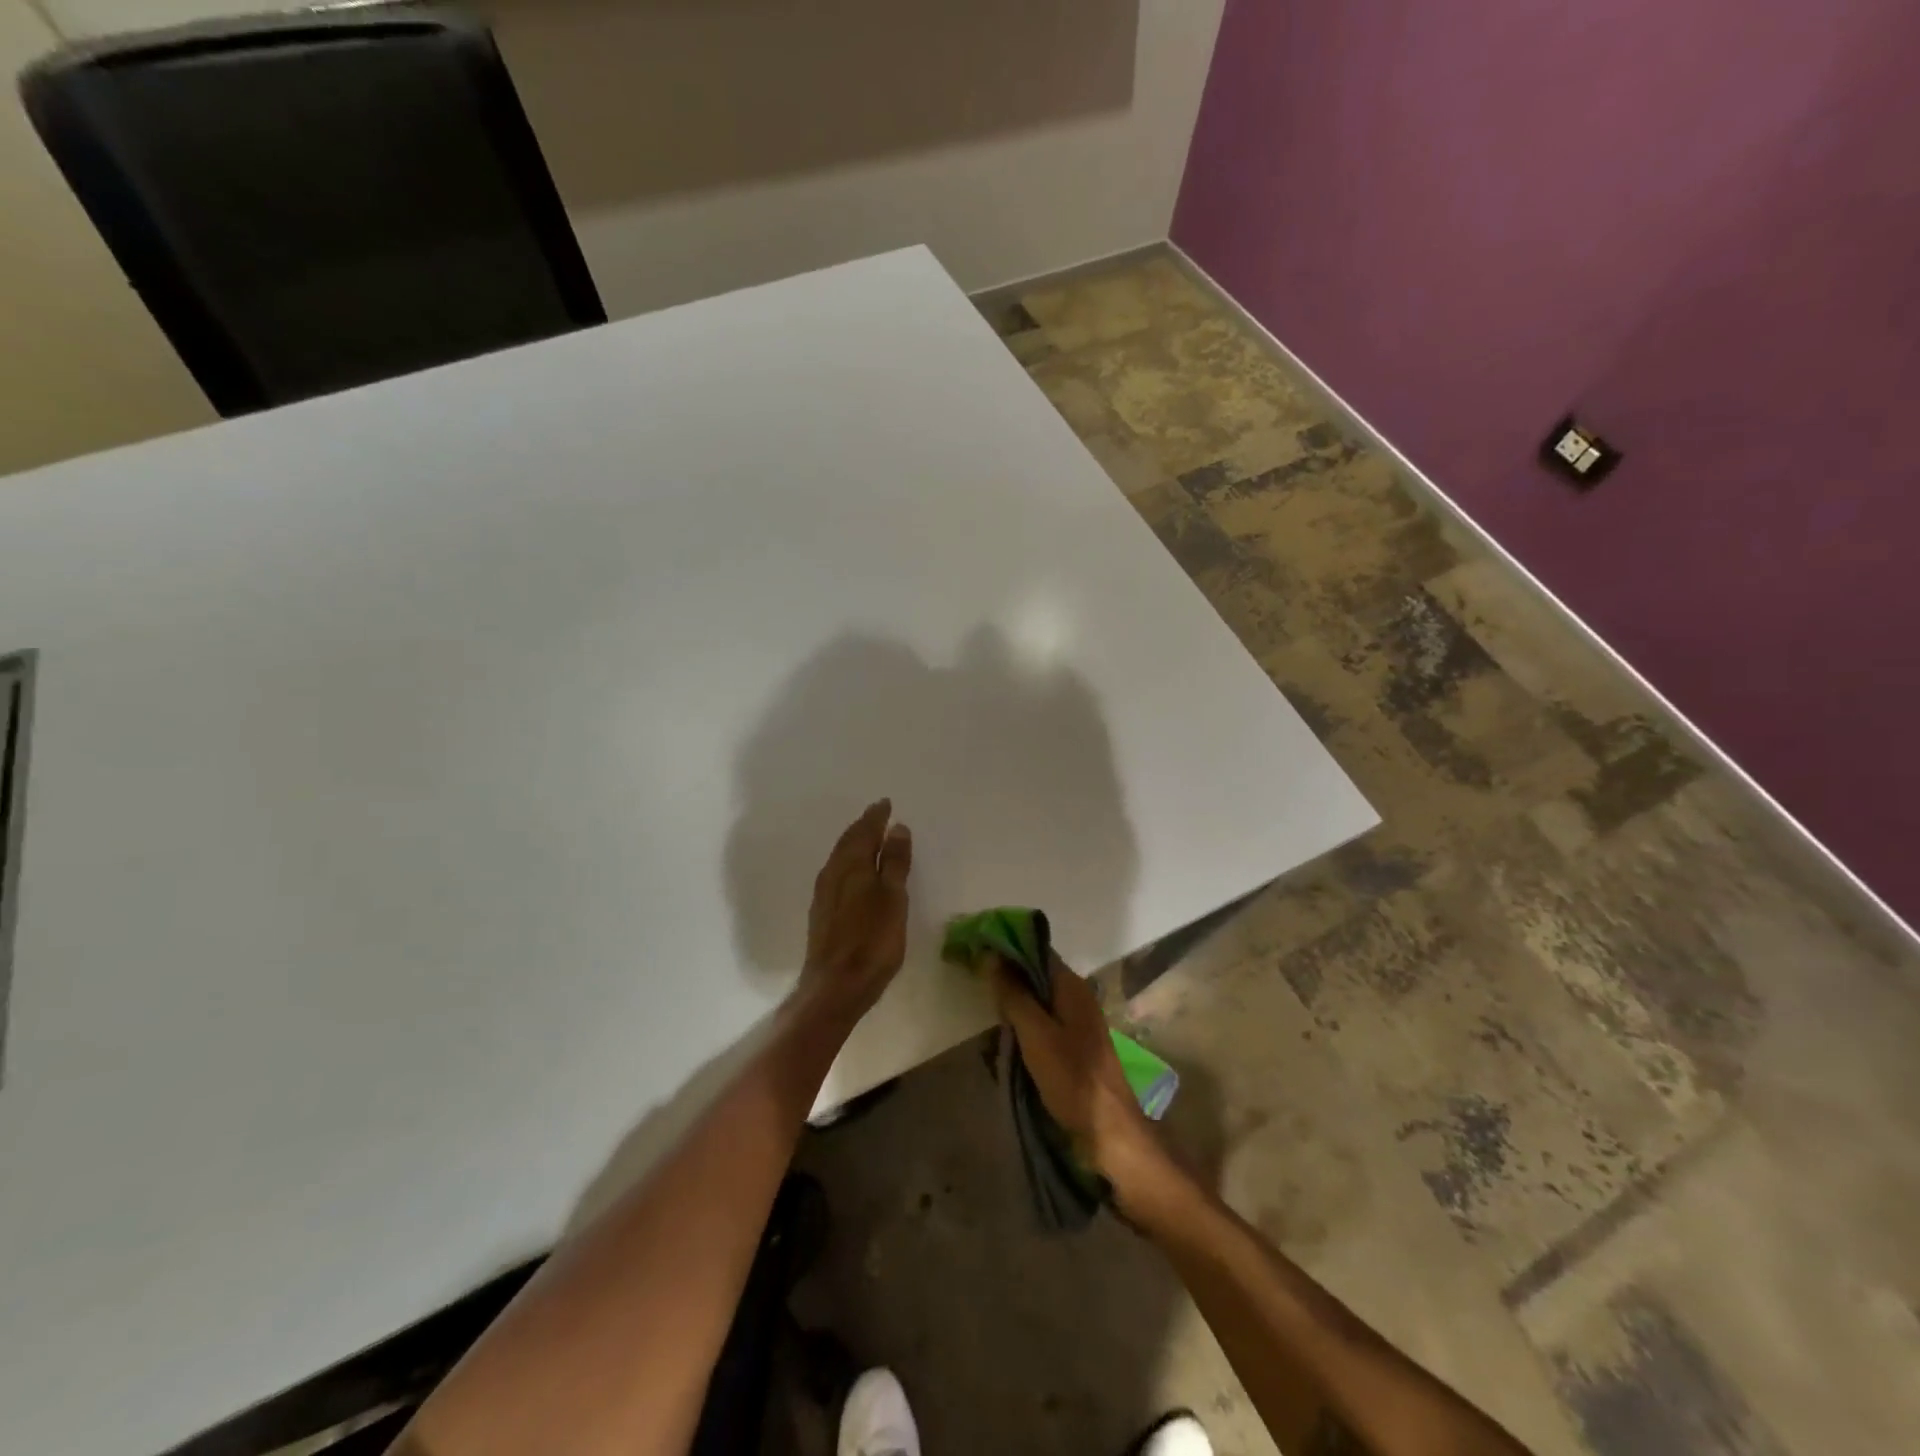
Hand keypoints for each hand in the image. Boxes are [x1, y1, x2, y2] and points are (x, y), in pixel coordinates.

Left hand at [796, 799, 912, 1020]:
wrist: (835, 986)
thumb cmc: (872, 940)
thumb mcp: (892, 898)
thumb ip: (893, 862)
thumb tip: (896, 827)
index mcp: (851, 865)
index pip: (864, 831)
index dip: (875, 816)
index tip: (886, 804)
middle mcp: (832, 873)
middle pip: (848, 841)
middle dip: (864, 826)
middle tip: (878, 815)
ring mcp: (824, 894)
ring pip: (840, 857)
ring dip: (855, 844)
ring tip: (870, 838)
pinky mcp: (822, 913)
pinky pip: (837, 873)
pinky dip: (849, 862)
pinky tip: (855, 872)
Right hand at [989, 954, 1167, 1204]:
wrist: (1111, 1134)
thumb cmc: (1073, 1079)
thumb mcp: (1036, 1034)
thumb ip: (1014, 995)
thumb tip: (992, 956)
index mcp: (1071, 987)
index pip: (1036, 950)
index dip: (1007, 947)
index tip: (976, 950)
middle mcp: (1076, 998)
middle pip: (1035, 976)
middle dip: (1006, 980)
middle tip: (974, 987)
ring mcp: (1076, 1024)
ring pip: (1036, 1003)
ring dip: (1012, 1009)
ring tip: (985, 1020)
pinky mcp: (1073, 1049)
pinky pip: (1041, 1027)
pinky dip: (1022, 1030)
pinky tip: (1004, 1045)